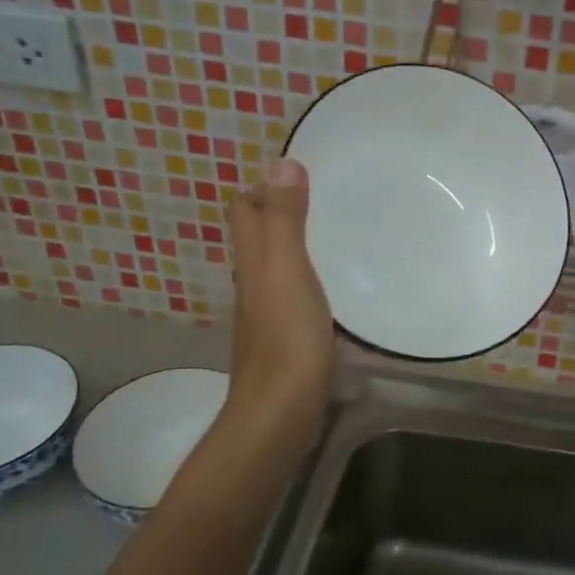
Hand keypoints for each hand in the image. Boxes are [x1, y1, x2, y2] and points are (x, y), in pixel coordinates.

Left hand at [224, 158, 333, 433]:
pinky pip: (289, 296)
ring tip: (331, 237)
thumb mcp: (288, 270)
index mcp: (252, 262)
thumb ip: (286, 220)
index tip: (297, 179)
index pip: (243, 210)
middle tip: (320, 201)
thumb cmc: (286, 337)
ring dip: (292, 247)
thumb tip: (282, 163)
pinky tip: (330, 289)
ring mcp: (265, 315)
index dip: (261, 188)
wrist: (279, 412)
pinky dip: (304, 281)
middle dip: (278, 213)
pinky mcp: (283, 340)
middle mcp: (252, 283)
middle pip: (255, 237)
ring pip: (272, 267)